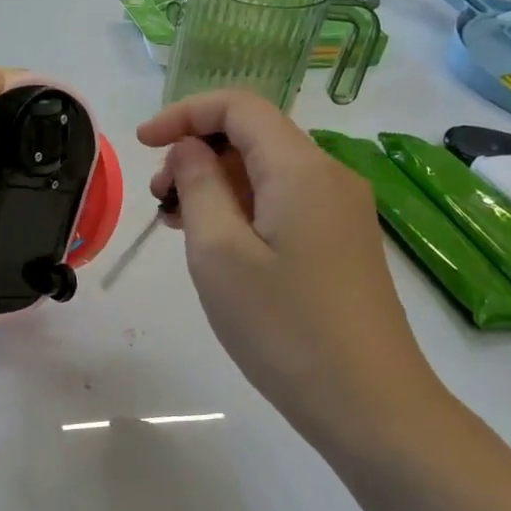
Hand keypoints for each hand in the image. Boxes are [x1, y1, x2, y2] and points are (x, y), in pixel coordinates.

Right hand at [138, 91, 442, 444]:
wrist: (369, 404)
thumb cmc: (283, 326)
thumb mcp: (219, 253)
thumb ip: (198, 186)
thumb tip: (189, 148)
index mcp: (300, 168)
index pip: (240, 106)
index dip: (184, 113)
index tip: (141, 144)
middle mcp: (328, 176)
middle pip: (254, 135)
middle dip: (196, 151)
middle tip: (158, 199)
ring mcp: (340, 210)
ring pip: (266, 170)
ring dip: (215, 182)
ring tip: (177, 224)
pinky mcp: (341, 241)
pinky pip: (282, 201)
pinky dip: (241, 206)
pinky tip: (216, 243)